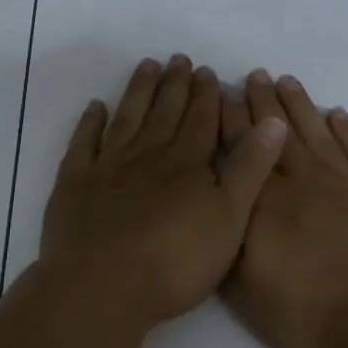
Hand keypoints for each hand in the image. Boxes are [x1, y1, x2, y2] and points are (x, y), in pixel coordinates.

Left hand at [41, 55, 287, 327]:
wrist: (103, 287)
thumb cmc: (175, 262)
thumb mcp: (229, 218)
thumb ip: (250, 169)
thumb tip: (273, 121)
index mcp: (186, 164)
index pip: (201, 120)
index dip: (206, 95)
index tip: (207, 71)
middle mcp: (147, 155)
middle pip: (164, 112)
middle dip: (174, 85)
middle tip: (178, 59)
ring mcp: (108, 167)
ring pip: (127, 119)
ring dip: (138, 91)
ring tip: (146, 66)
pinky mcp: (74, 185)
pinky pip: (83, 144)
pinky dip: (89, 123)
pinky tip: (95, 108)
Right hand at [221, 70, 347, 347]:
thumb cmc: (307, 314)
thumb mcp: (248, 292)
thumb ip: (230, 247)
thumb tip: (219, 213)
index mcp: (265, 204)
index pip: (242, 152)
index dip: (229, 122)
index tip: (219, 96)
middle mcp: (301, 182)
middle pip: (276, 133)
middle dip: (261, 102)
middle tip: (252, 75)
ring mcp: (341, 184)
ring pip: (314, 133)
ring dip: (300, 105)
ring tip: (286, 80)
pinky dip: (347, 130)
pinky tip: (338, 114)